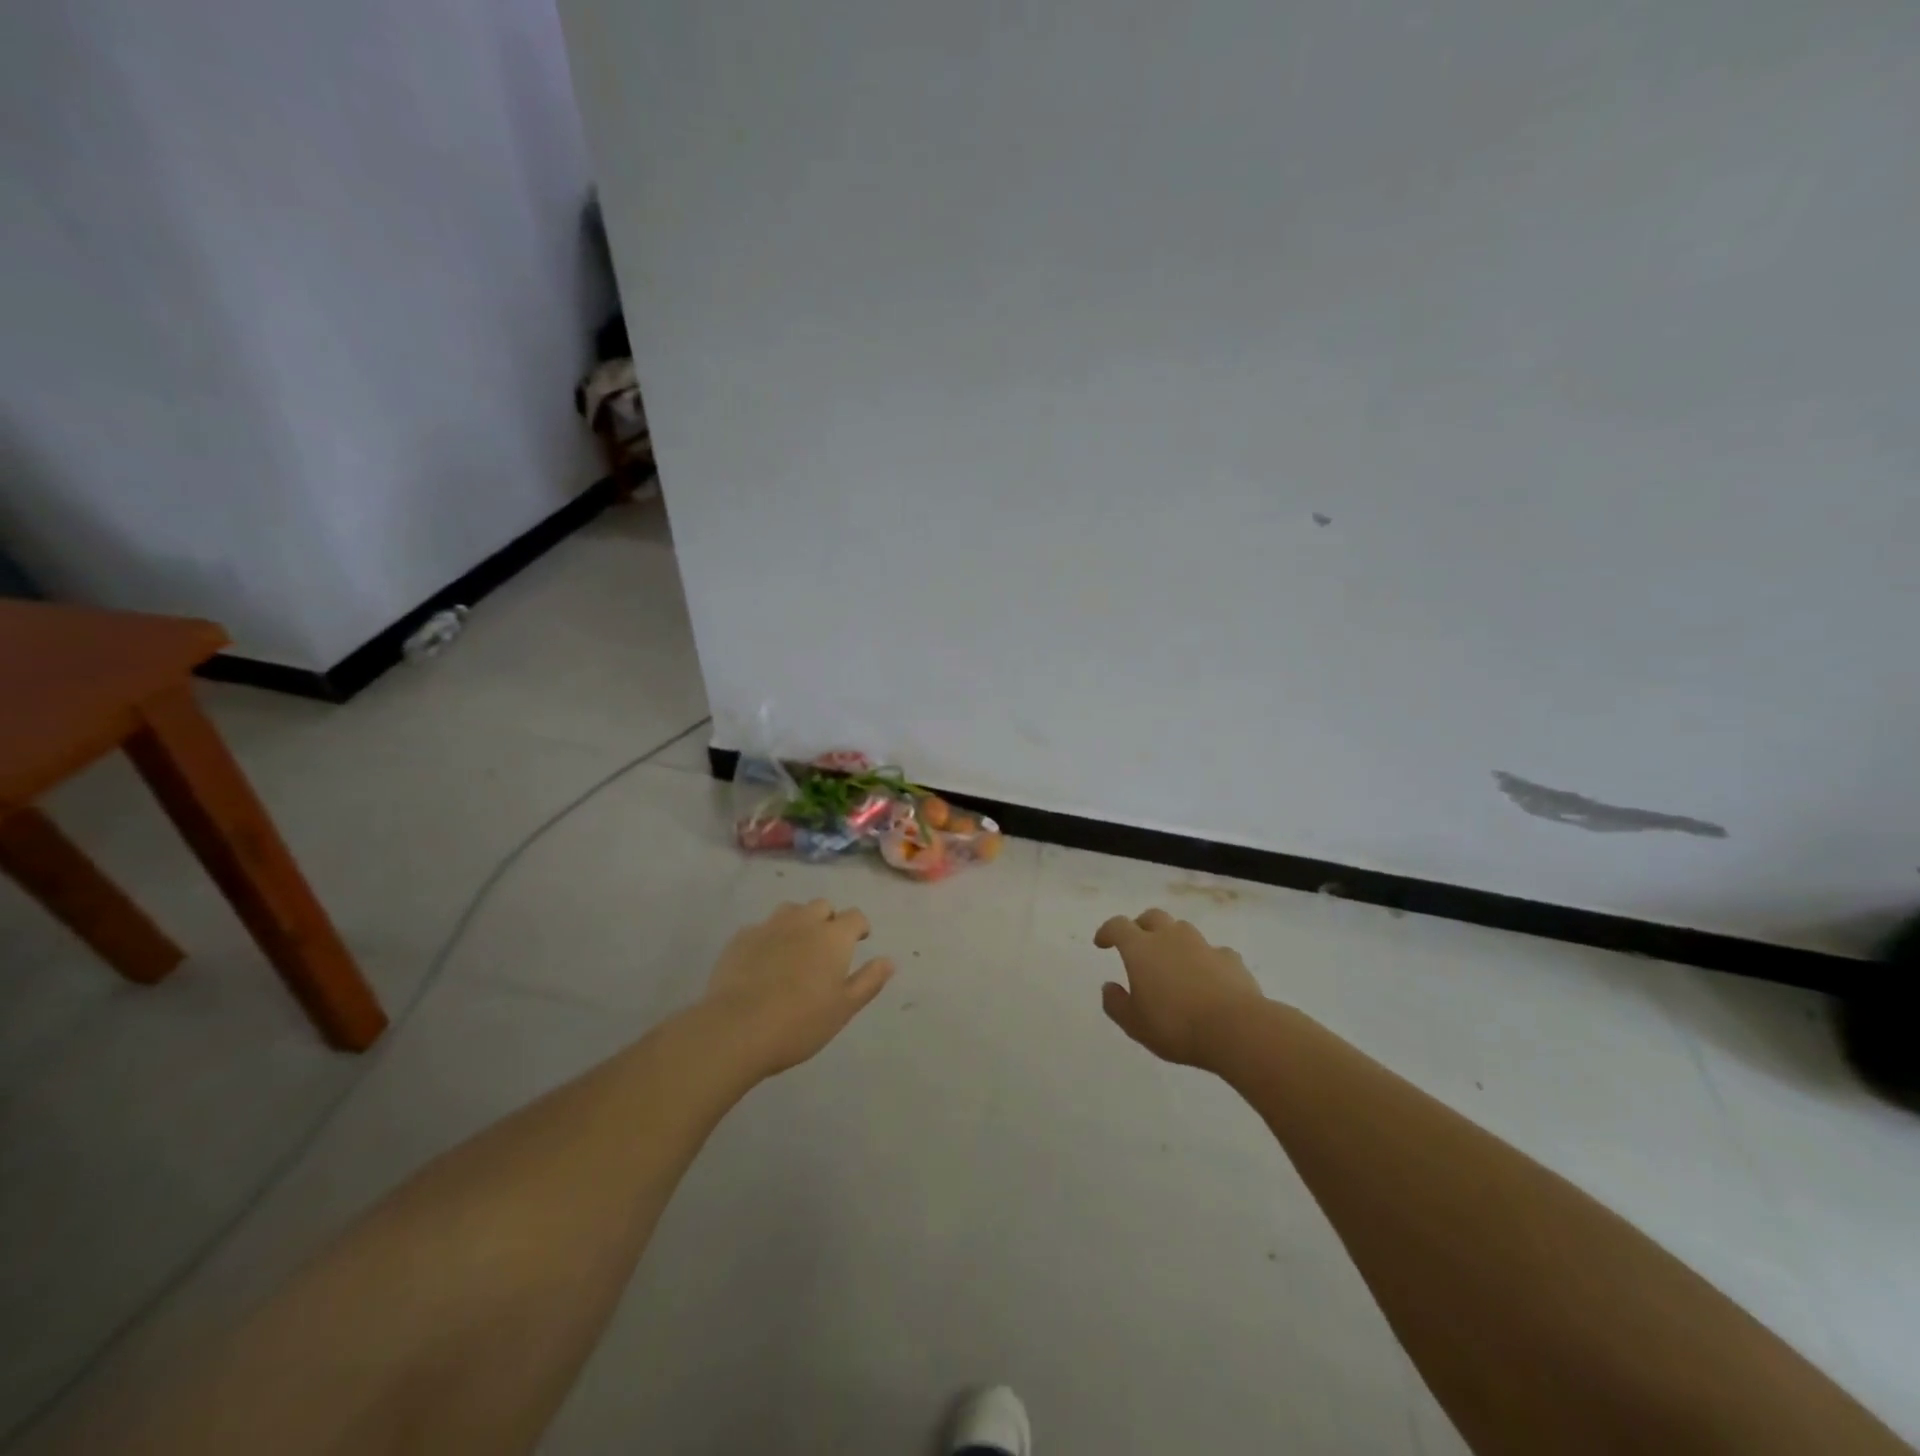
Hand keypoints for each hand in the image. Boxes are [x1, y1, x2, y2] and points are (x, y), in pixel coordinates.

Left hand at [701, 900, 894, 1076]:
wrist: (736, 1029)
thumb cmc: (799, 1022)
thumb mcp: (844, 1009)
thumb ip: (869, 981)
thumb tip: (888, 960)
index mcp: (833, 937)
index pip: (855, 916)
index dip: (859, 927)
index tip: (858, 942)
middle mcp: (803, 922)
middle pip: (822, 906)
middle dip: (828, 920)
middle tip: (826, 948)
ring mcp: (769, 927)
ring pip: (790, 911)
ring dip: (798, 922)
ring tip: (795, 949)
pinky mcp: (740, 938)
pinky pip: (761, 928)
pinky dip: (769, 937)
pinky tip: (763, 961)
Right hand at [1094, 908, 1263, 1067]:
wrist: (1236, 1029)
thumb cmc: (1175, 1026)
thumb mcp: (1134, 1024)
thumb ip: (1116, 1003)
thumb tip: (1109, 987)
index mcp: (1141, 949)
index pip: (1118, 926)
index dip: (1107, 931)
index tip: (1102, 943)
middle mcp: (1170, 938)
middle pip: (1152, 917)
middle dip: (1141, 926)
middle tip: (1138, 944)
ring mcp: (1203, 945)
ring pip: (1183, 930)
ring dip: (1173, 939)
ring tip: (1172, 962)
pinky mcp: (1230, 959)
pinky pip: (1213, 952)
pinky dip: (1205, 960)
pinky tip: (1208, 979)